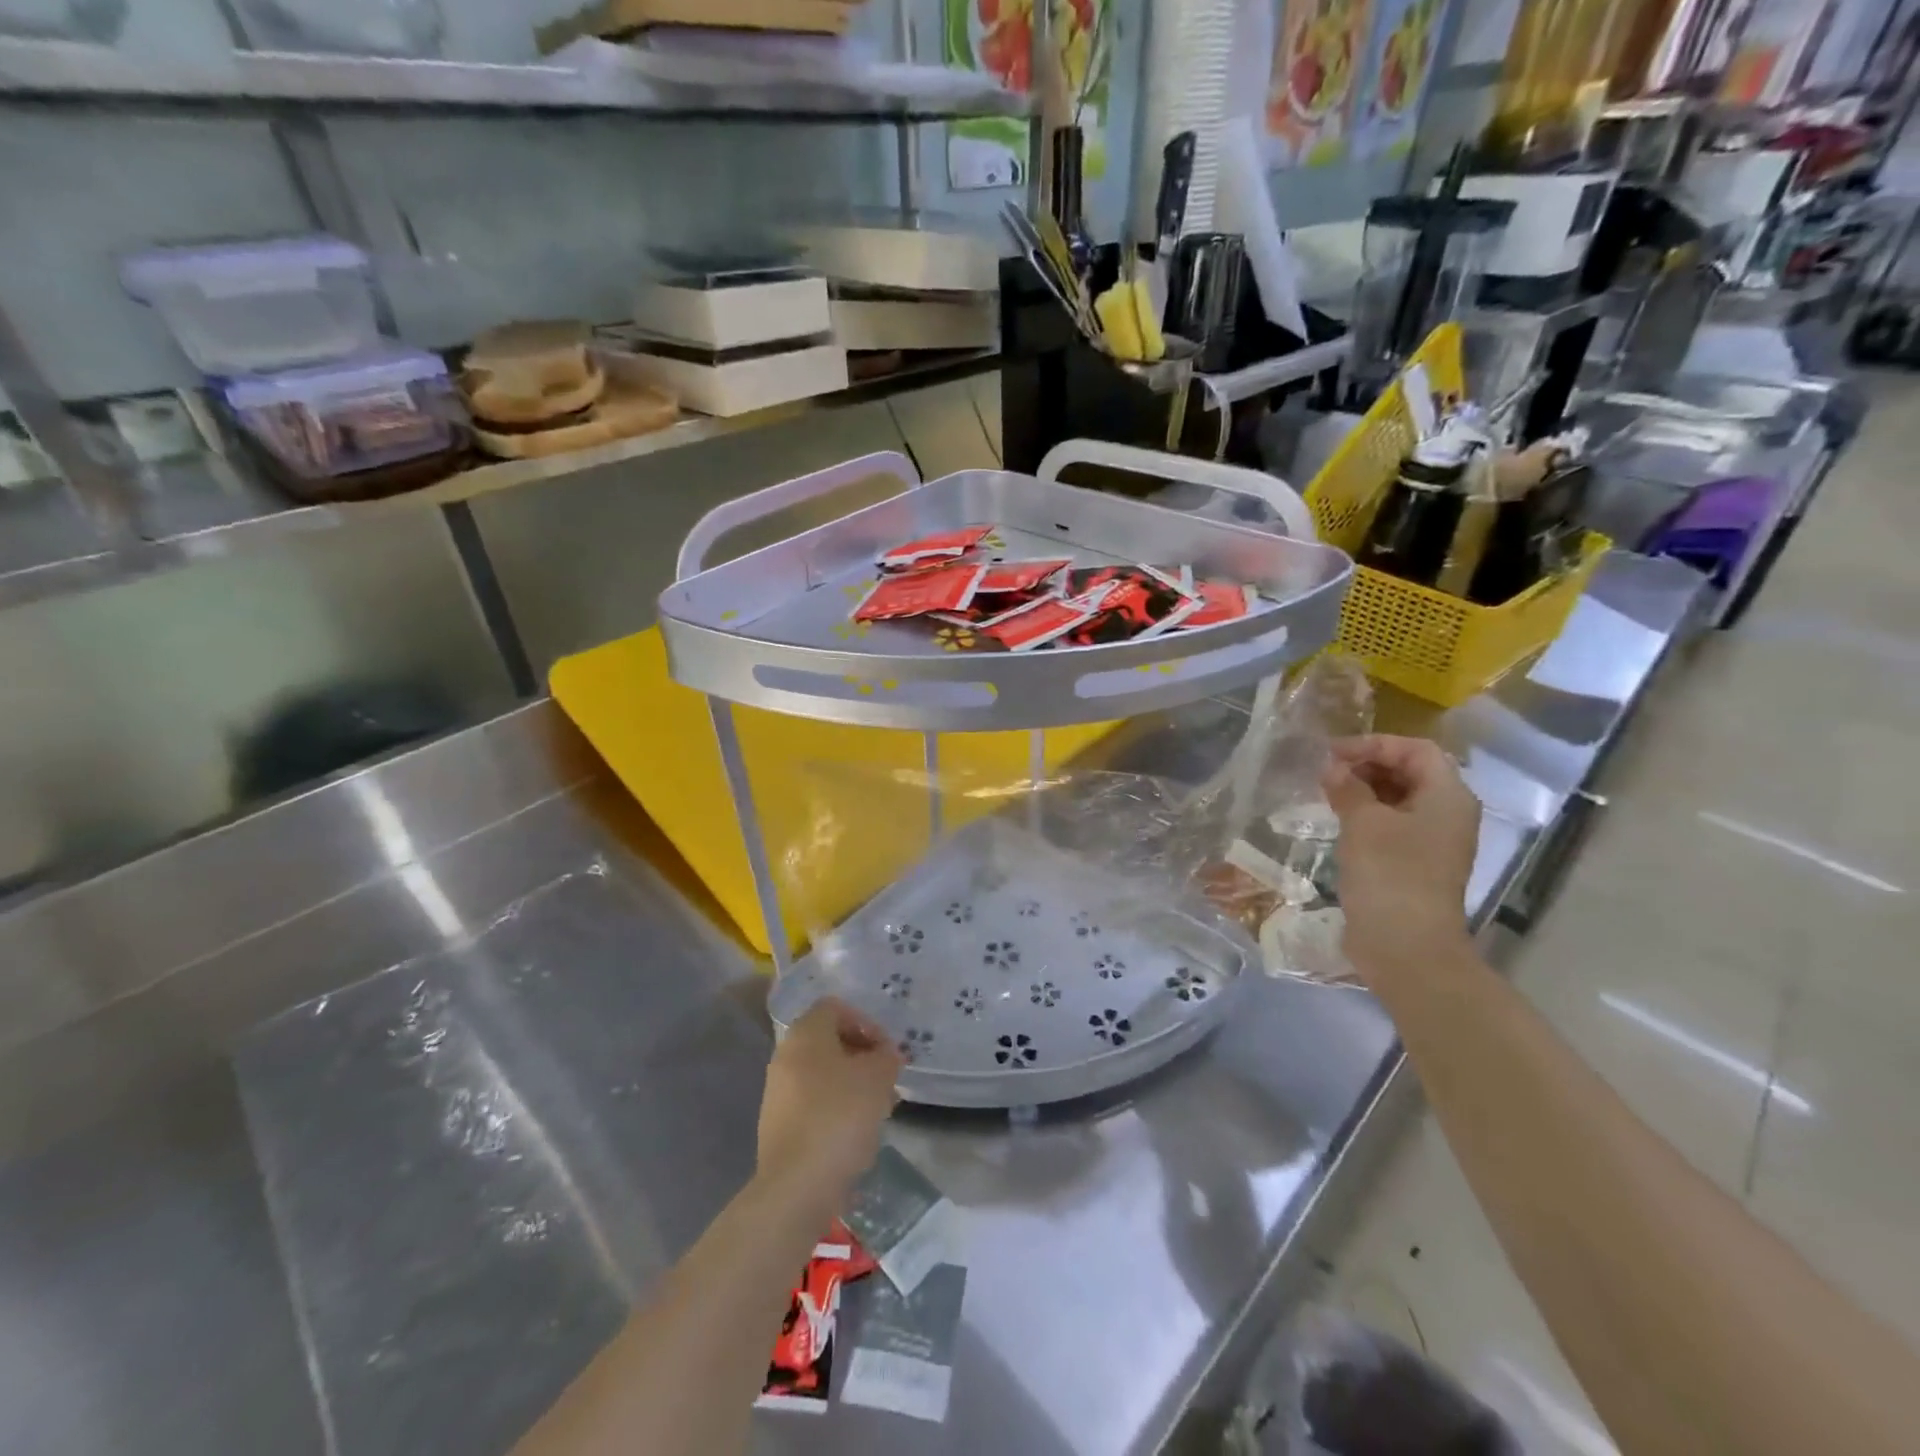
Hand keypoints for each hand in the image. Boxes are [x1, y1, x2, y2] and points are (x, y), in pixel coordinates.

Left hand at [757, 999, 902, 1213]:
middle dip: (862, 1056)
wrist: (796, 1186)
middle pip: (829, 1041)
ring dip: (852, 1084)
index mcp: (805, 1034)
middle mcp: (785, 1056)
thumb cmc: (839, 1116)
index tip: (885, 1051)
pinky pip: (813, 1103)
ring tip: (877, 1109)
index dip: (866, 1022)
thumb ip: (886, 1057)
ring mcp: (778, 1092)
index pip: (836, 1007)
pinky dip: (836, 1109)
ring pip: (823, 1074)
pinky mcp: (779, 1126)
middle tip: (886, 1079)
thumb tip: (884, 1055)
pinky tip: (856, 1133)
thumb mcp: (878, 1077)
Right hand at [1323, 735, 1479, 981]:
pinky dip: (1367, 815)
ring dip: (1365, 790)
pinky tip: (1339, 821)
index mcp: (1448, 797)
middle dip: (1368, 765)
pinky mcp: (1415, 864)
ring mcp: (1433, 842)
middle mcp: (1448, 814)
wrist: (1406, 946)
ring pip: (1400, 799)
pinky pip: (1393, 825)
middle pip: (1411, 772)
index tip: (1332, 753)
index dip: (1374, 744)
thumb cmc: (1390, 874)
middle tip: (1326, 772)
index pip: (1415, 750)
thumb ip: (1348, 788)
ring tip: (1327, 793)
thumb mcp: (1363, 822)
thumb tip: (1333, 769)